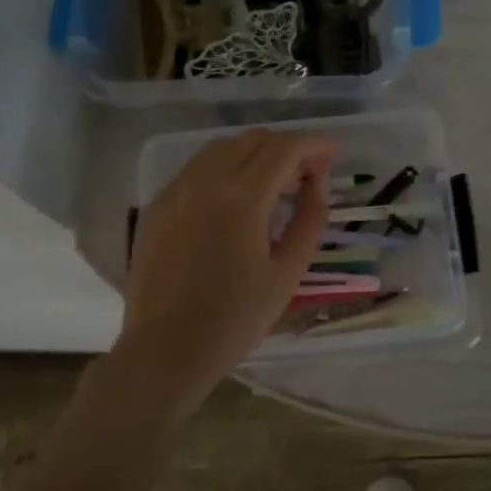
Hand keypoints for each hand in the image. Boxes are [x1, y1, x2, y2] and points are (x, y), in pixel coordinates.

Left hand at [115, 129, 334, 398]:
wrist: (166, 350)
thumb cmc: (235, 319)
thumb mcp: (287, 273)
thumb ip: (309, 219)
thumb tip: (317, 182)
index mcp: (242, 198)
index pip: (284, 148)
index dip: (314, 145)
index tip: (332, 155)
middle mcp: (205, 181)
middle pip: (253, 140)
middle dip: (287, 147)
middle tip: (309, 172)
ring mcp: (176, 190)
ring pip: (221, 147)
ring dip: (255, 152)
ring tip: (275, 180)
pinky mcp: (158, 205)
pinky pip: (197, 168)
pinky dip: (225, 167)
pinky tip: (236, 195)